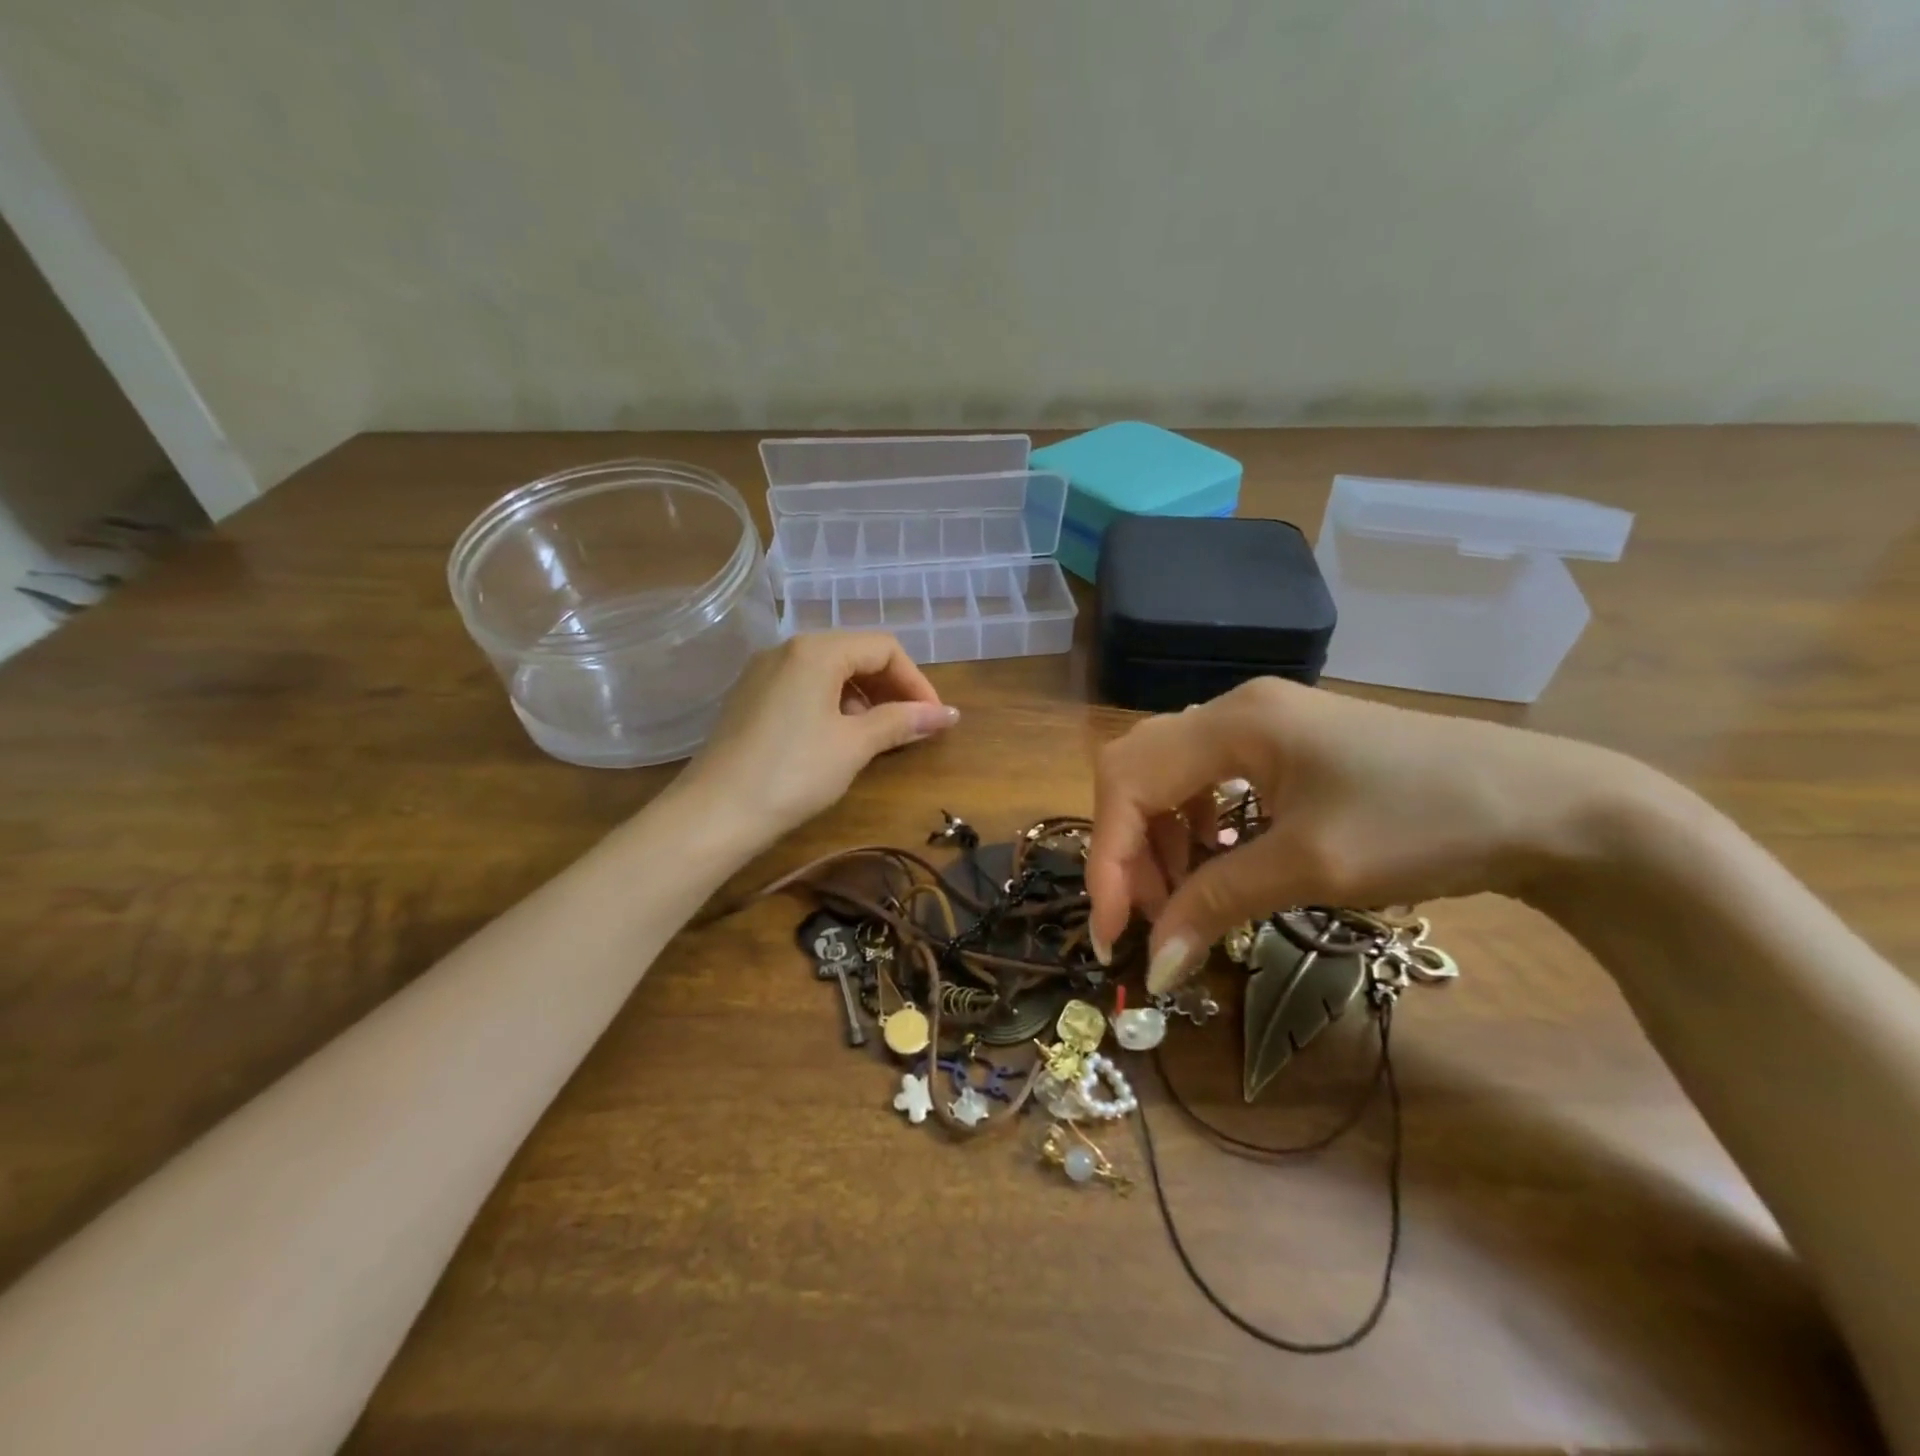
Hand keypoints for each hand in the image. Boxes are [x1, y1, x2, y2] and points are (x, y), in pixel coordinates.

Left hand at [678, 632, 958, 854]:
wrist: (714, 814)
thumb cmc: (793, 773)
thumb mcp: (855, 745)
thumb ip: (902, 722)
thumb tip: (949, 714)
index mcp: (816, 650)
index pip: (883, 649)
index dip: (917, 681)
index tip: (934, 719)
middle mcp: (787, 650)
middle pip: (856, 655)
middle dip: (891, 689)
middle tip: (912, 728)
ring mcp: (763, 673)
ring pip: (830, 672)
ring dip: (864, 699)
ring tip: (878, 737)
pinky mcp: (750, 698)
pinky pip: (804, 688)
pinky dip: (833, 706)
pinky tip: (839, 739)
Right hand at [1086, 677, 1645, 993]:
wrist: (1552, 807)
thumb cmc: (1429, 825)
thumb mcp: (1313, 867)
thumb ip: (1218, 904)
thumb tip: (1154, 965)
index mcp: (1234, 722)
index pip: (1129, 781)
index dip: (1110, 859)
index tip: (1116, 937)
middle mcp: (1234, 710)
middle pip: (1138, 770)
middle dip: (1130, 848)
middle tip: (1150, 918)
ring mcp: (1262, 725)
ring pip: (1170, 778)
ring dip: (1161, 842)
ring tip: (1185, 901)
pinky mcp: (1286, 747)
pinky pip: (1209, 783)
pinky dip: (1195, 831)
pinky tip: (1219, 864)